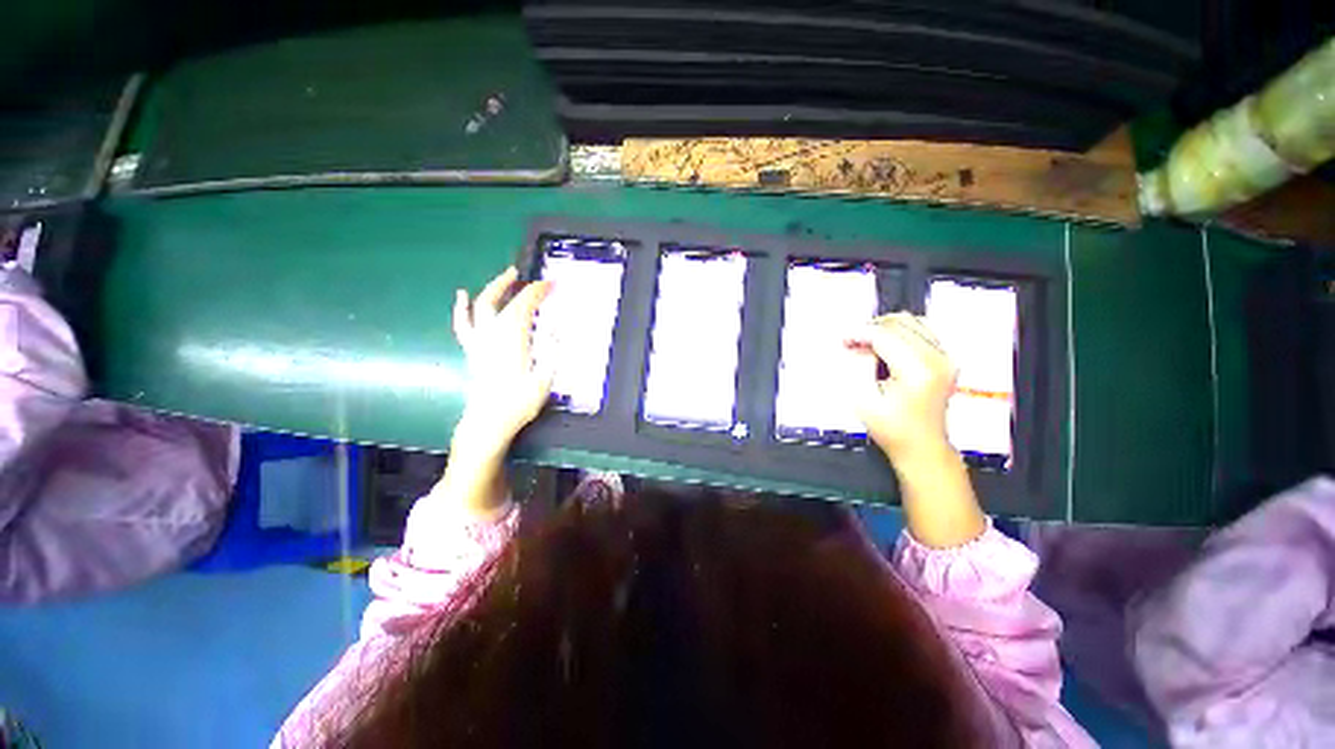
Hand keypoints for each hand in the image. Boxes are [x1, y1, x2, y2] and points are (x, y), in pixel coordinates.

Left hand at [452, 267, 553, 449]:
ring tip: (506, 277)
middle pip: (502, 301)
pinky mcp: (473, 351)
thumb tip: (557, 329)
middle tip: (530, 277)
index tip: (552, 284)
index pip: (524, 306)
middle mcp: (492, 335)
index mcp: (512, 339)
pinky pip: (464, 324)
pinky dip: (462, 308)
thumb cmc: (519, 403)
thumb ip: (551, 352)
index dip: (537, 292)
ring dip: (494, 289)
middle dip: (518, 286)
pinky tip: (462, 296)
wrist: (489, 422)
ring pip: (481, 306)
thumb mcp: (543, 379)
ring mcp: (479, 341)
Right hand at [844, 313, 985, 547]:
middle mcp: (937, 358)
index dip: (860, 333)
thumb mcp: (864, 400)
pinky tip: (886, 345)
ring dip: (885, 328)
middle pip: (900, 324)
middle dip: (871, 329)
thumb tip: (856, 345)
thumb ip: (859, 366)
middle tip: (851, 342)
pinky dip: (900, 331)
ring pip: (913, 322)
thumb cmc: (891, 429)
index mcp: (917, 370)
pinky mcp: (946, 359)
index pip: (885, 335)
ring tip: (866, 342)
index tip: (843, 340)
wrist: (923, 447)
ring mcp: (946, 357)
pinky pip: (923, 330)